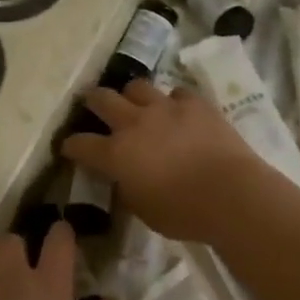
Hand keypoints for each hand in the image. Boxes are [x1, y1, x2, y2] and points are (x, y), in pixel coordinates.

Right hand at [59, 80, 269, 243]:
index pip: (80, 144)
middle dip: (92, 101)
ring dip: (132, 95)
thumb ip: (127, 188)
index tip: (69, 147)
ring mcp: (166, 108)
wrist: (230, 194)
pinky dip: (173, 102)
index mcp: (116, 154)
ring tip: (137, 104)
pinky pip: (177, 93)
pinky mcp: (195, 103)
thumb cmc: (183, 213)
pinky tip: (178, 111)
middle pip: (102, 99)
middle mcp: (134, 123)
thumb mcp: (143, 210)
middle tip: (93, 105)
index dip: (71, 145)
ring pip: (137, 87)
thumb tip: (124, 178)